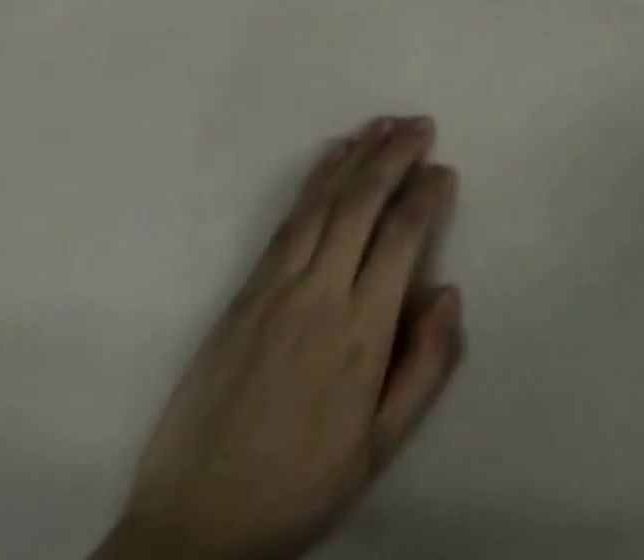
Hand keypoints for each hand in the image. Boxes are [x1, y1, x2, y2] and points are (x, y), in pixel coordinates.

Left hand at [97, 117, 463, 559]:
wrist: (194, 525)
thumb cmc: (301, 483)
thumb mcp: (380, 447)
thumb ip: (425, 367)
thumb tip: (449, 291)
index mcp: (361, 332)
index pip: (402, 236)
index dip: (427, 194)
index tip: (444, 171)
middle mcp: (320, 294)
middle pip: (363, 202)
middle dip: (396, 155)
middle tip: (422, 124)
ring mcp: (276, 286)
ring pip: (324, 200)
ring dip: (358, 155)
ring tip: (386, 123)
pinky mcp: (245, 290)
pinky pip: (288, 219)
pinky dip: (315, 178)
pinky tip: (333, 155)